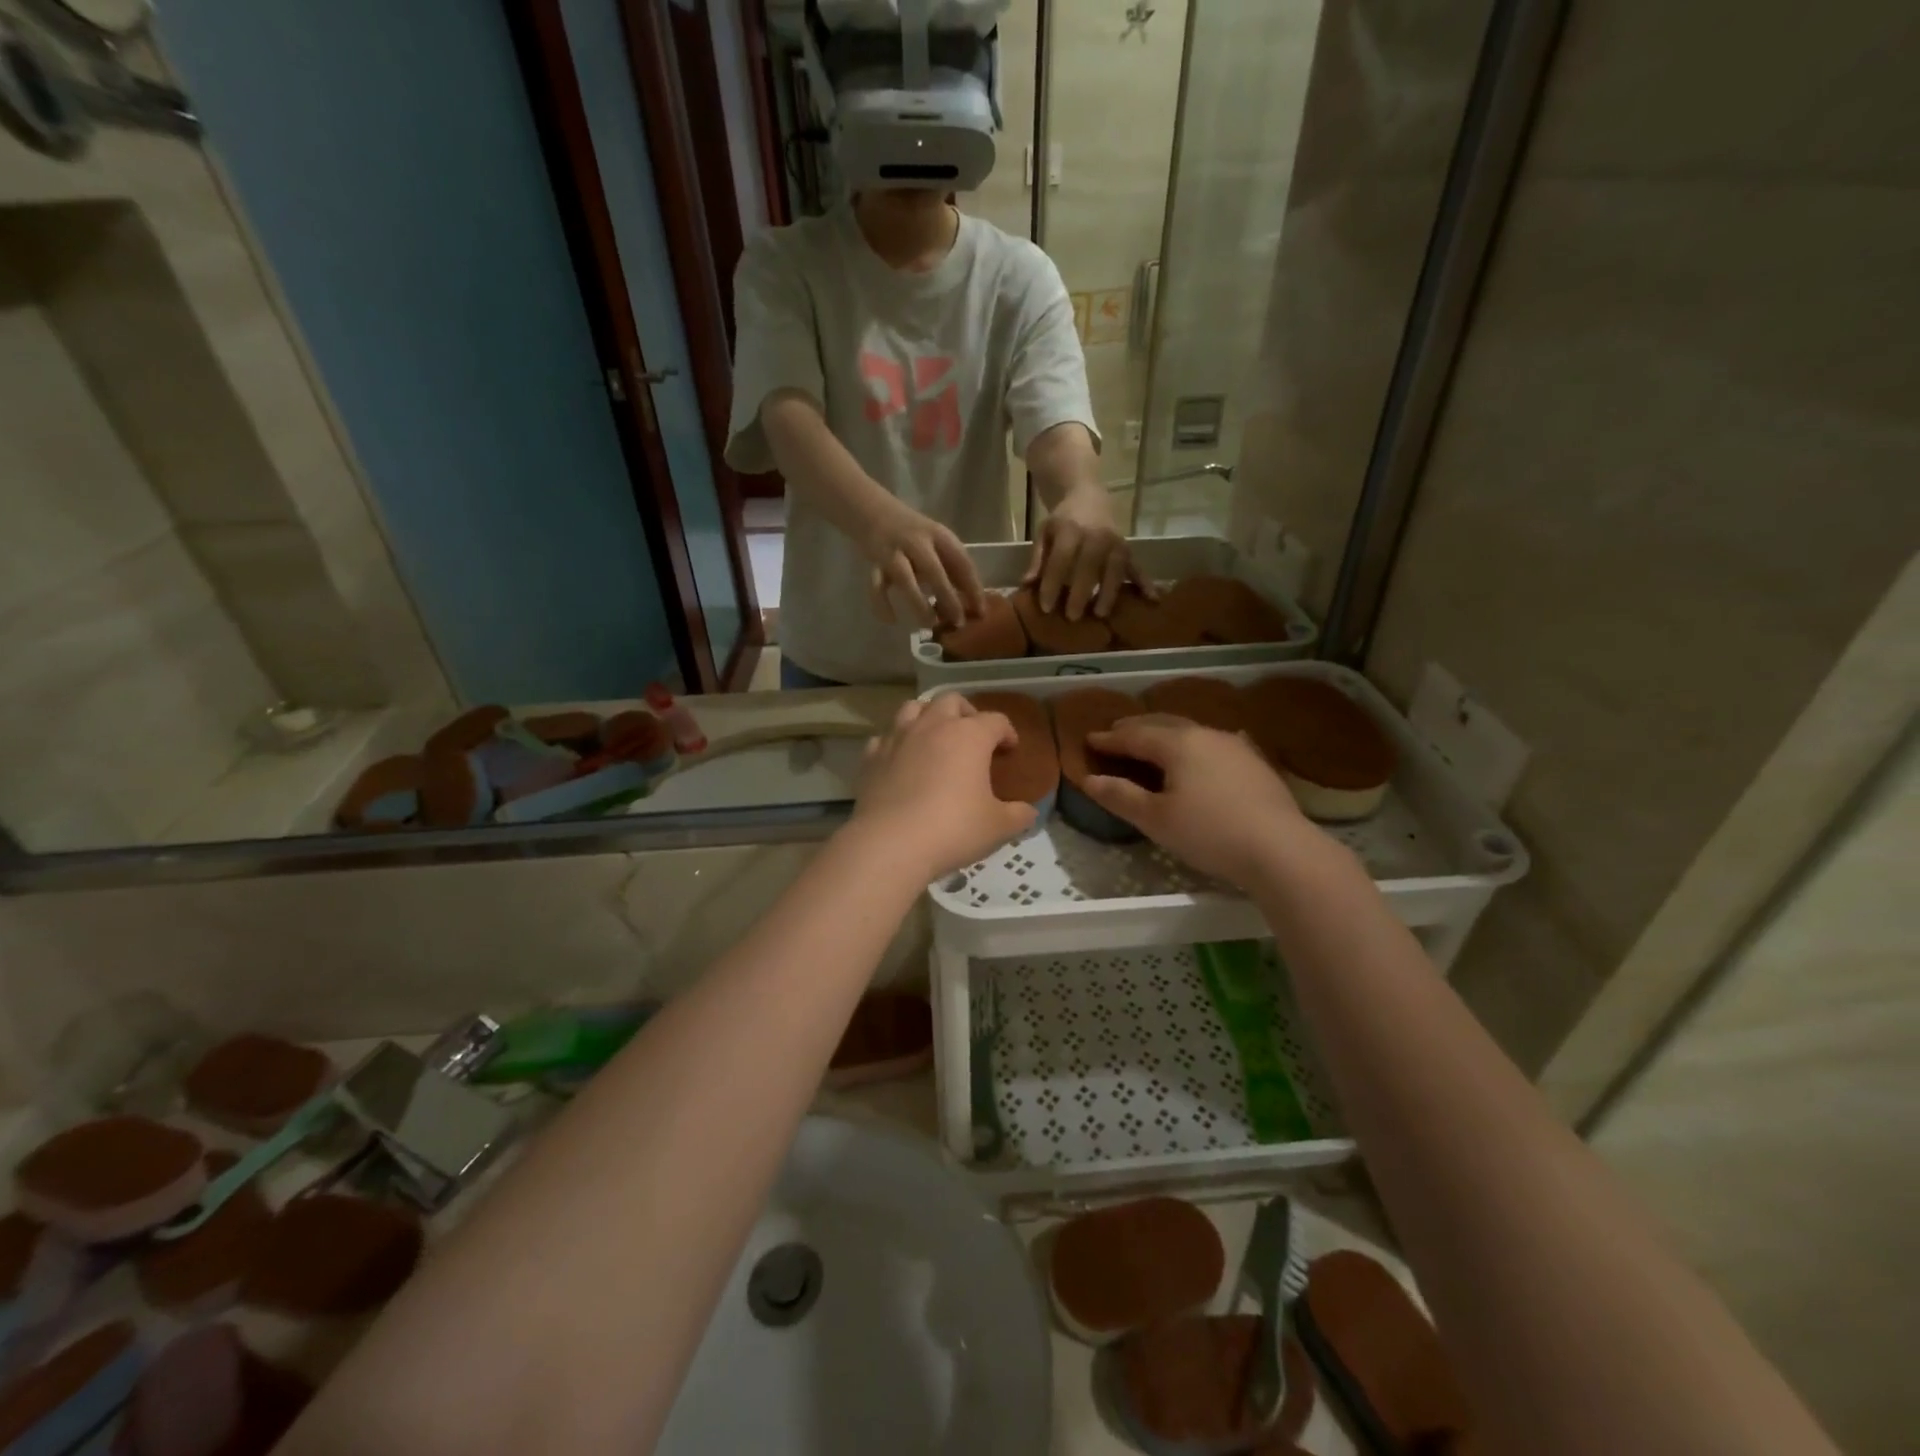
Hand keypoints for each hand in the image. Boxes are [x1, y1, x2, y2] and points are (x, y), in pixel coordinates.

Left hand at [851, 695, 1036, 879]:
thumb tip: (1029, 812)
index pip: (996, 720)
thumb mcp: (998, 827)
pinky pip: (886, 737)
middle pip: (952, 701)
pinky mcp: (872, 756)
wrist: (890, 844)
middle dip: (966, 713)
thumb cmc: (953, 829)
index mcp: (969, 736)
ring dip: (928, 717)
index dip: (1007, 732)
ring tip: (935, 738)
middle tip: (973, 737)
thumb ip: (1018, 815)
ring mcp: (898, 738)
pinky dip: (898, 743)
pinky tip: (902, 761)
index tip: (1010, 750)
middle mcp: (933, 726)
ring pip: (913, 708)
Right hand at [860, 497, 986, 629]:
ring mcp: (893, 552)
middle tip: (958, 622)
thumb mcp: (936, 542)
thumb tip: (971, 602)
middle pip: (934, 571)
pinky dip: (882, 604)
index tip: (980, 611)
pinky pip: (876, 587)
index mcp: (938, 535)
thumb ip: (951, 566)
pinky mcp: (874, 564)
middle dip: (947, 598)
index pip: (961, 562)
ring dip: (918, 603)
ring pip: (905, 579)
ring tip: (929, 624)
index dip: (973, 587)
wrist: (872, 510)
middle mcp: (916, 542)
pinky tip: (892, 620)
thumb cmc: (913, 533)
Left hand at [1023, 480, 1148, 620]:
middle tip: (1072, 617)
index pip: (1061, 561)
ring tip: (1100, 614)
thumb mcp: (1044, 533)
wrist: (1088, 495)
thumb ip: (1037, 559)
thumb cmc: (1063, 520)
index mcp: (1071, 530)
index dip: (1052, 584)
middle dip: (1080, 593)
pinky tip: (1152, 599)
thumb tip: (1027, 584)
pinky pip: (1137, 567)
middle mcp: (1096, 535)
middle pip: (1088, 567)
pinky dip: (1145, 583)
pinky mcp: (1128, 549)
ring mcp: (1115, 543)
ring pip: (1114, 570)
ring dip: (1109, 593)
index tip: (1045, 607)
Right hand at [1081, 715, 1315, 887]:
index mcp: (1178, 743)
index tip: (1089, 739)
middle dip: (1137, 727)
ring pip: (1192, 731)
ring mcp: (1235, 746)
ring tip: (1153, 741)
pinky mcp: (1255, 763)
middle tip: (1116, 731)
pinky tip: (1202, 751)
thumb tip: (1089, 779)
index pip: (1134, 735)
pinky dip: (1194, 745)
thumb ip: (1120, 796)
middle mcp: (1206, 735)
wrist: (1281, 849)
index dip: (1109, 739)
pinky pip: (1214, 744)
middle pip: (1164, 724)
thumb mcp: (1156, 819)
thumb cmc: (1209, 832)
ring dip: (1166, 733)